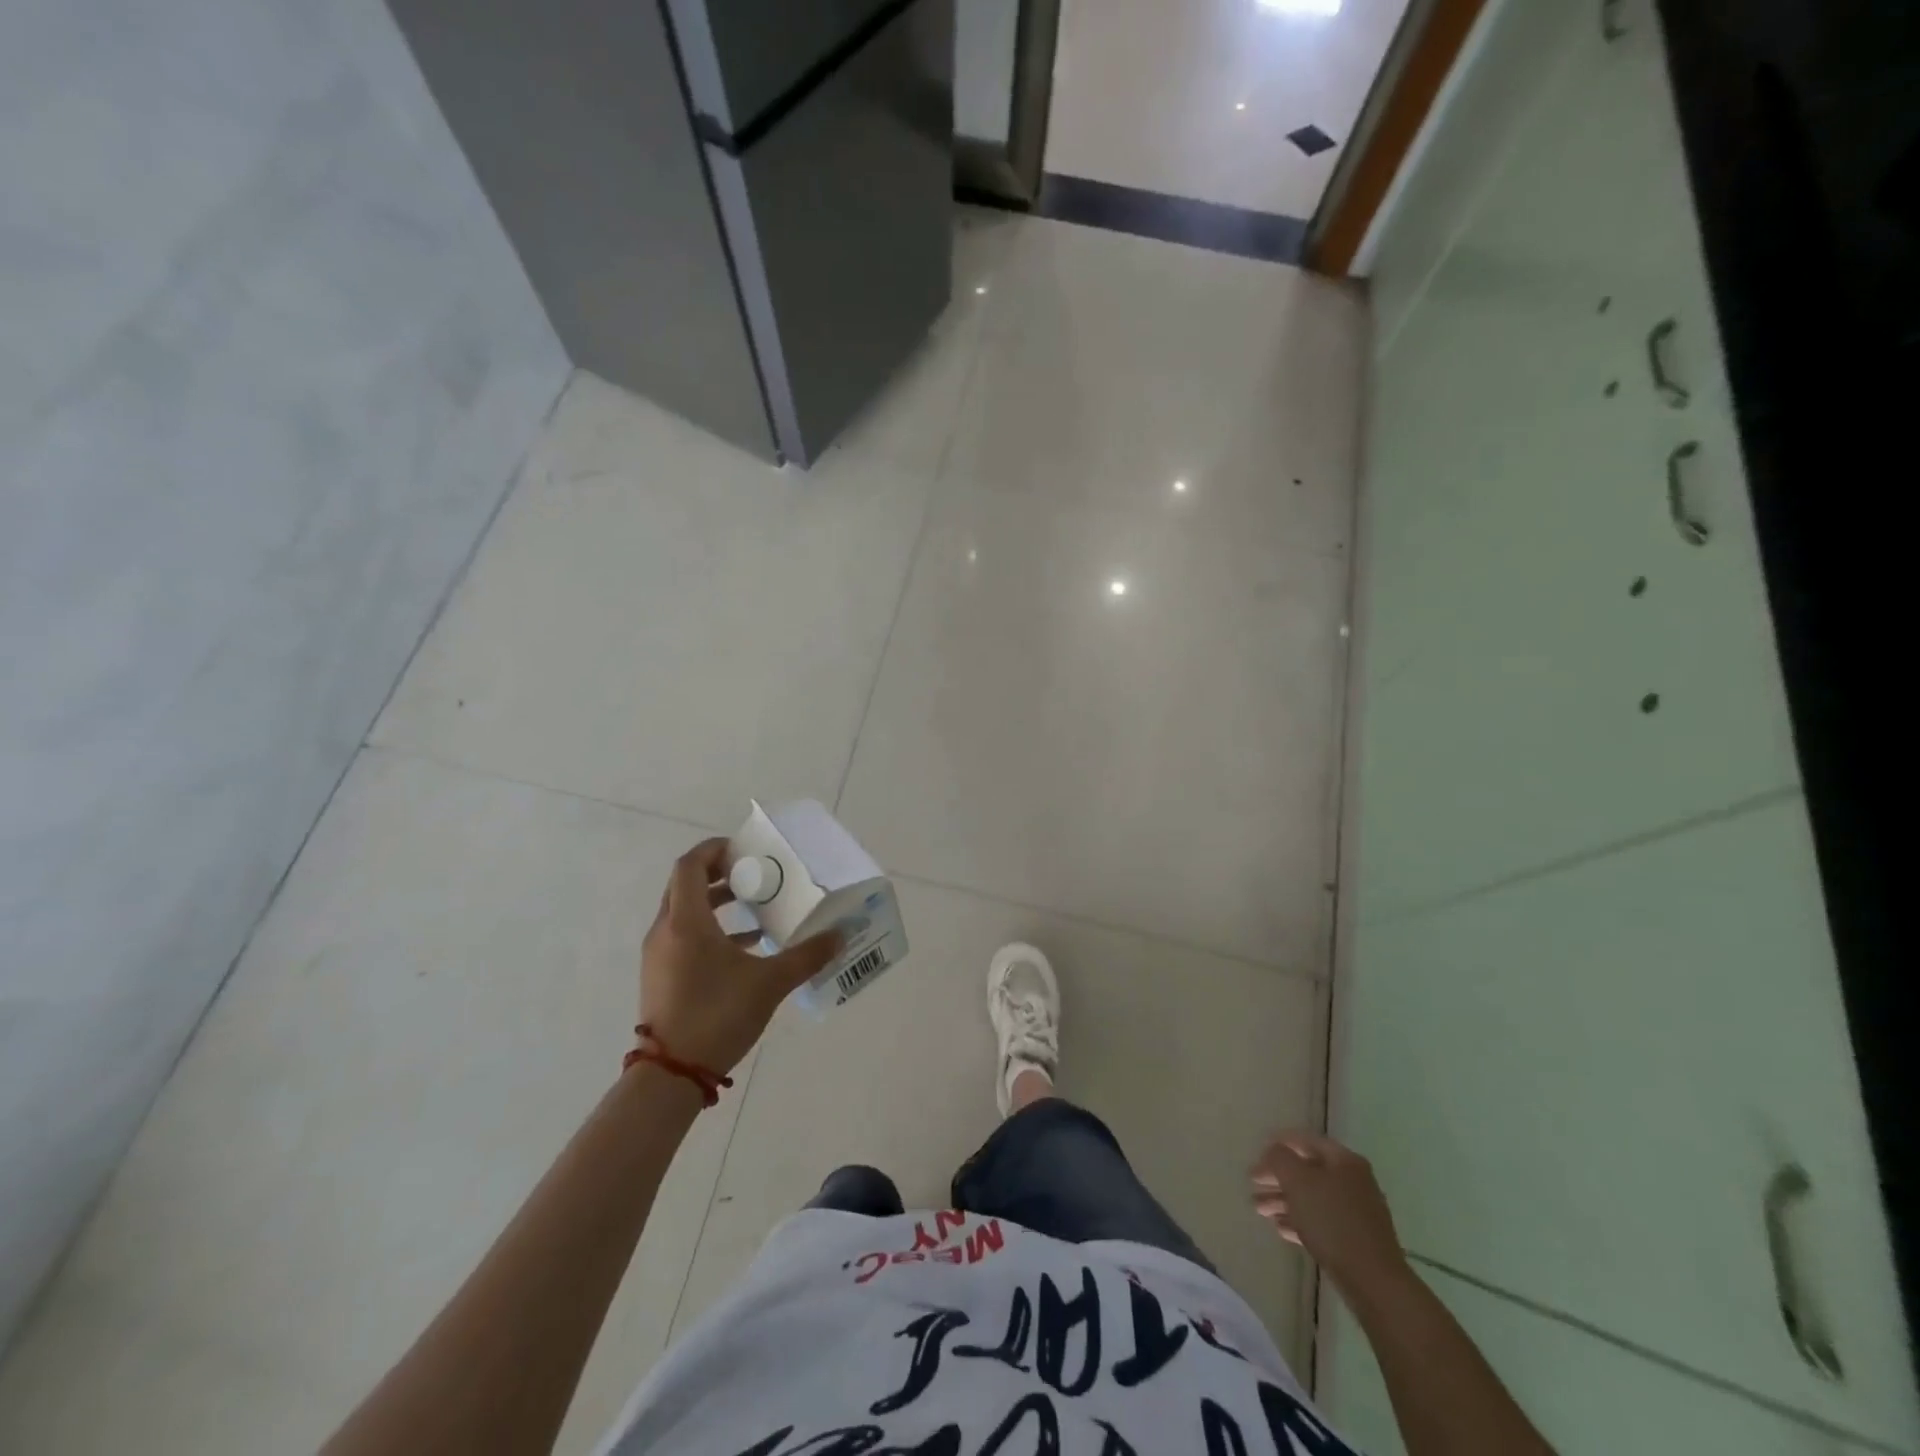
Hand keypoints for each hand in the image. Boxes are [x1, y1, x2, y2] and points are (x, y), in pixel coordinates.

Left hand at [639, 838, 840, 1074]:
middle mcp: (666, 930)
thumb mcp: (770, 983)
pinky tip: (746, 946)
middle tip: (754, 874)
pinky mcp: (661, 976)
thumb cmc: (717, 1015)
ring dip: (716, 902)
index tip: (744, 849)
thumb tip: (840, 935)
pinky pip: (684, 936)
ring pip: (684, 912)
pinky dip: (711, 929)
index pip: (690, 865)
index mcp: (686, 921)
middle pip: (686, 885)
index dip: (714, 849)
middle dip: (719, 874)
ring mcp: (659, 955)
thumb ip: (807, 955)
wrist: (671, 1075)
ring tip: (754, 906)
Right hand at [1250, 1131, 1411, 1300]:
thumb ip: (1280, 1159)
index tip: (1257, 1153)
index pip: (1305, 1140)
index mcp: (1344, 1161)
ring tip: (1258, 1209)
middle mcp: (1352, 1181)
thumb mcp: (1298, 1181)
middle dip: (1277, 1177)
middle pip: (1307, 1171)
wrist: (1373, 1281)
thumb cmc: (1332, 1221)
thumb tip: (1274, 1152)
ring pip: (1312, 1198)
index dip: (1279, 1143)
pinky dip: (1299, 1221)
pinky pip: (1320, 1222)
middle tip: (1252, 1184)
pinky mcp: (1354, 1239)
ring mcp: (1355, 1212)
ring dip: (1283, 1200)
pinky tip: (1280, 1228)